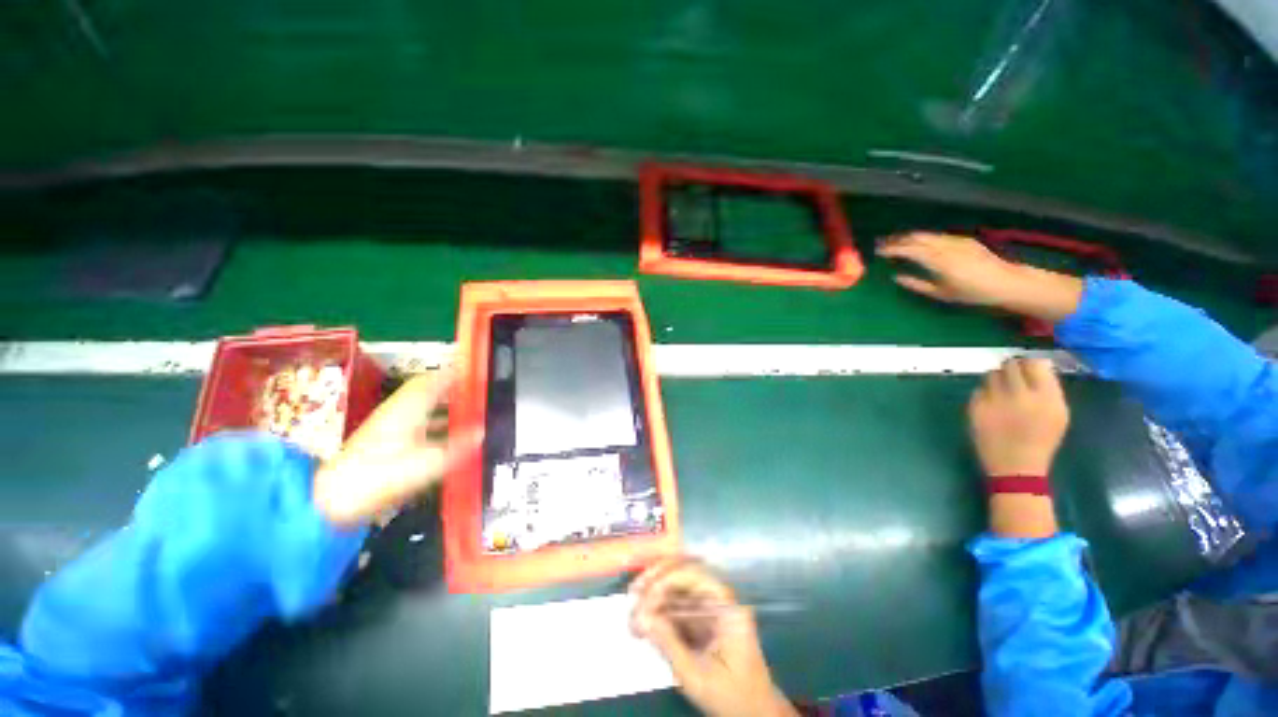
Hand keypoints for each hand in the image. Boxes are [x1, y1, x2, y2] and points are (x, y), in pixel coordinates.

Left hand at [313, 371, 480, 527]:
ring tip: (469, 409)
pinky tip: (446, 433)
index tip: (475, 371)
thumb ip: (458, 446)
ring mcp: (389, 425)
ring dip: (444, 404)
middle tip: (476, 390)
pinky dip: (434, 420)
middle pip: (428, 390)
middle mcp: (398, 411)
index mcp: (409, 408)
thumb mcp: (428, 462)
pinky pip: (416, 420)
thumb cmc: (382, 475)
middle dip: (452, 387)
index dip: (455, 372)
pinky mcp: (384, 441)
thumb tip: (483, 432)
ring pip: (422, 405)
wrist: (334, 500)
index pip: (434, 379)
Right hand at [630, 558, 796, 716]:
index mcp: (727, 606)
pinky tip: (640, 622)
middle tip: (632, 594)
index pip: (695, 575)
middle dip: (656, 580)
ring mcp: (710, 607)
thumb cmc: (731, 697)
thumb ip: (669, 644)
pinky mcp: (701, 618)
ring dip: (653, 595)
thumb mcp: (697, 676)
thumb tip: (640, 616)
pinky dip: (657, 610)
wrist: (754, 715)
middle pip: (684, 573)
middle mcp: (719, 598)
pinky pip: (676, 604)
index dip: (667, 579)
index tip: (643, 596)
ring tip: (631, 613)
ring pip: (677, 587)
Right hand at [877, 232, 1083, 321]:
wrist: (1007, 282)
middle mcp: (945, 246)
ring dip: (909, 237)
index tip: (878, 251)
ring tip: (897, 242)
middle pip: (916, 238)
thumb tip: (896, 276)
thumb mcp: (940, 293)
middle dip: (897, 240)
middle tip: (883, 244)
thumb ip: (916, 284)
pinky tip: (920, 243)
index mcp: (938, 260)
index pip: (908, 249)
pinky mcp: (964, 240)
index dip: (891, 249)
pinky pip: (938, 236)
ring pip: (927, 235)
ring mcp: (956, 241)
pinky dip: (924, 238)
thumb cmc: (972, 293)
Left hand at [968, 358, 1069, 476]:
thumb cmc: (1041, 440)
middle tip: (1012, 377)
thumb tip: (1038, 363)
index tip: (1027, 367)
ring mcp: (995, 401)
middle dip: (1011, 368)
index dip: (1029, 363)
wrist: (1016, 467)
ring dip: (996, 379)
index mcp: (1046, 397)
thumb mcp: (1058, 413)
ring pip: (991, 375)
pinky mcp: (976, 408)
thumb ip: (1049, 387)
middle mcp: (1020, 395)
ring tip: (1002, 391)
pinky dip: (984, 394)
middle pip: (1010, 365)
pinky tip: (992, 405)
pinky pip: (979, 390)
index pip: (1034, 364)